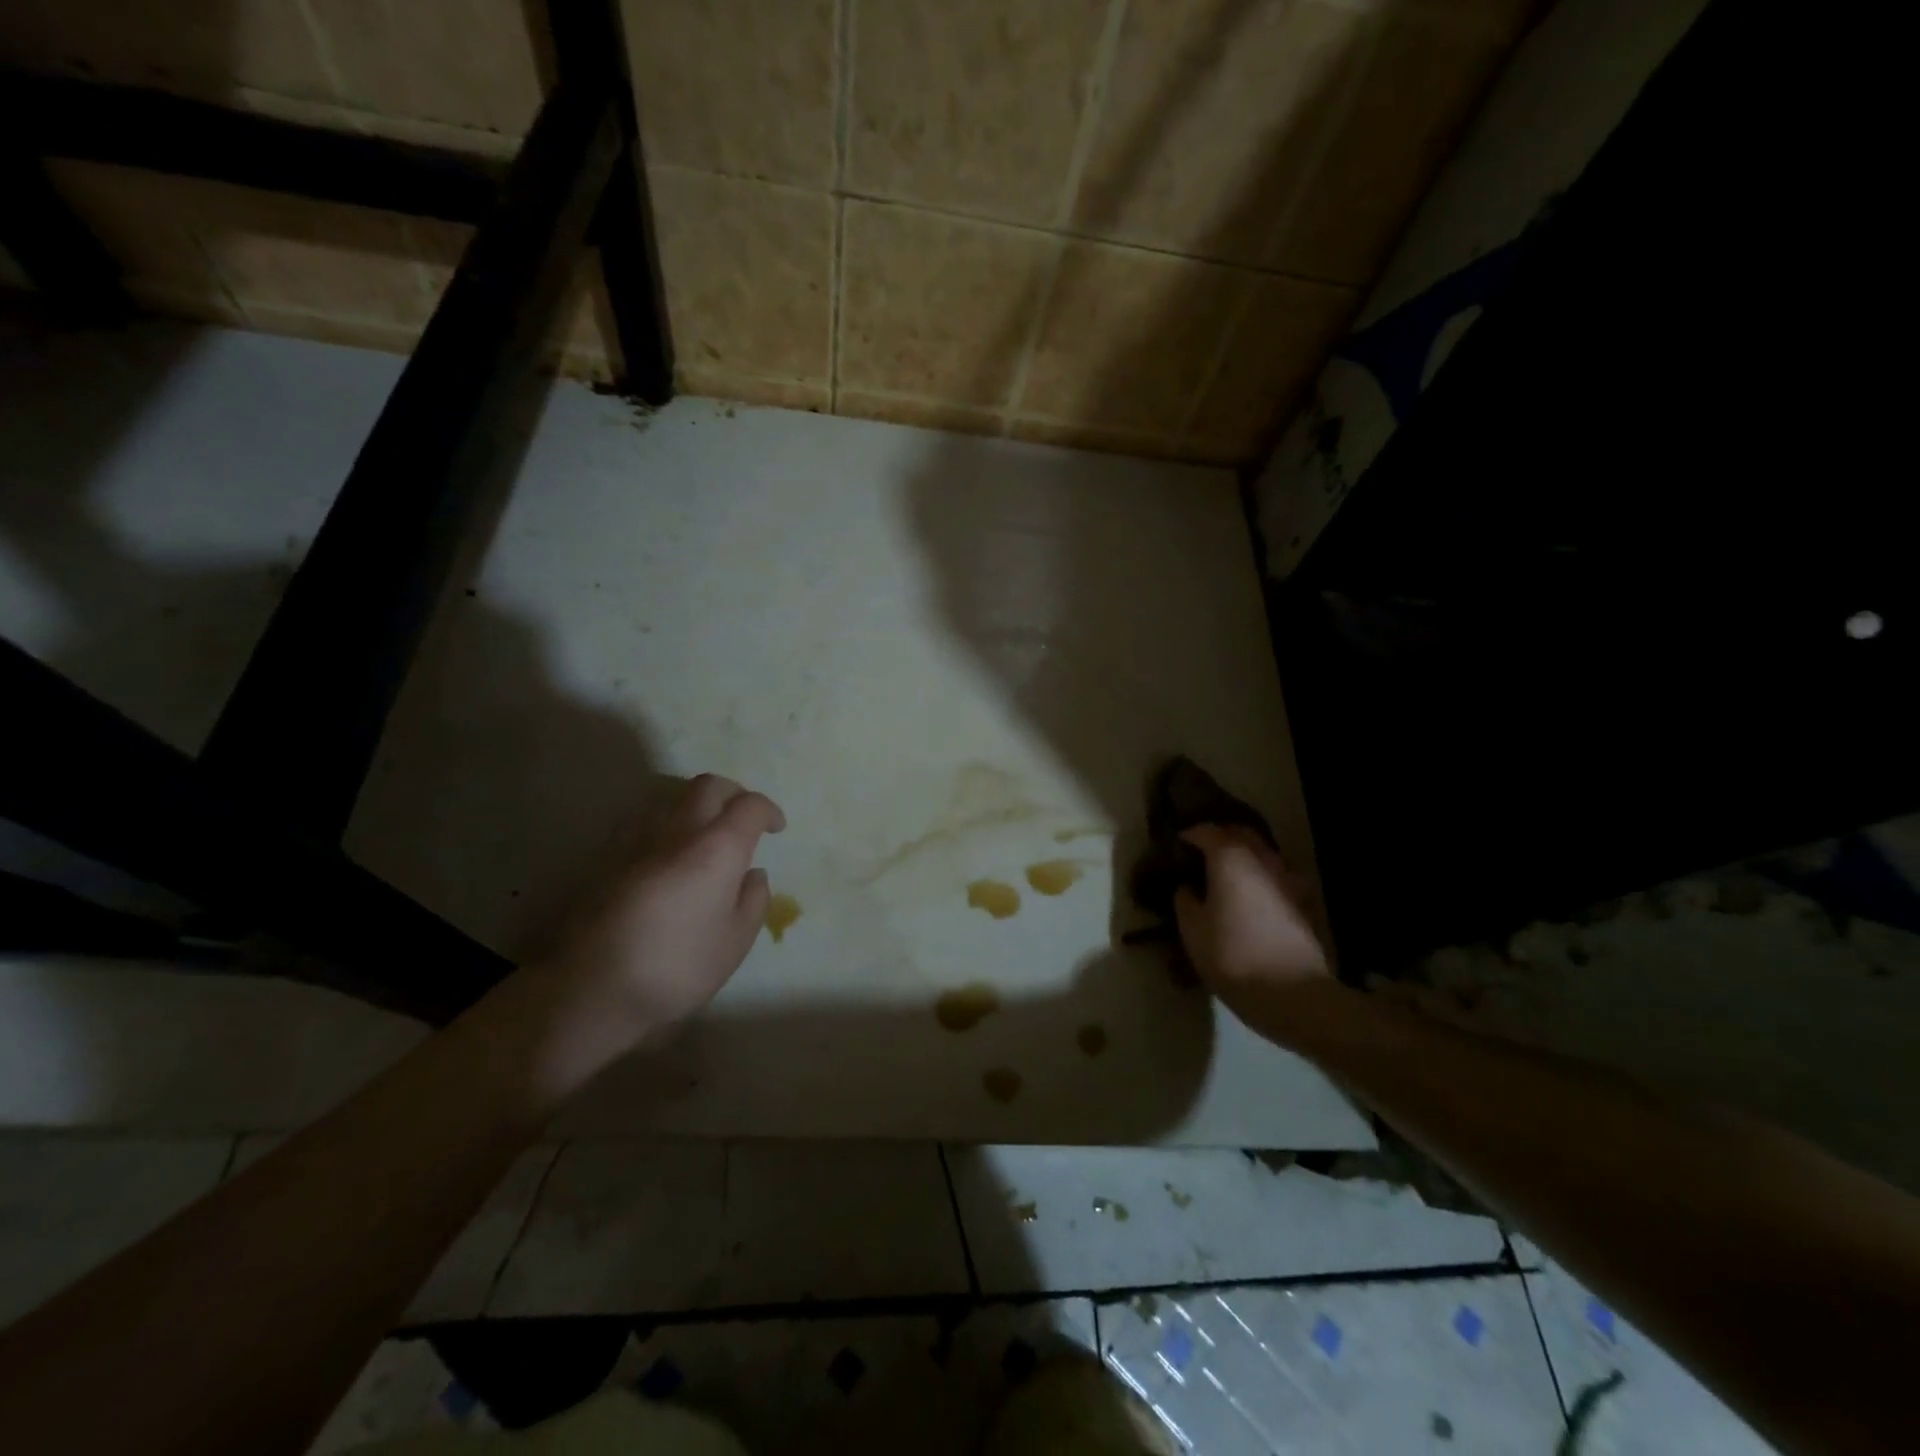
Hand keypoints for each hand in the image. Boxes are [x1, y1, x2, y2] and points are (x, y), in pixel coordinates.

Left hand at [536, 773, 785, 1059]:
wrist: (591, 988)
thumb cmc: (676, 968)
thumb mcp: (735, 943)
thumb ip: (753, 901)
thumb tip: (752, 875)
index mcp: (717, 849)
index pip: (750, 806)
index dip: (768, 811)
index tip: (776, 828)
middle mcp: (678, 831)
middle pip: (708, 785)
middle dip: (733, 793)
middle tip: (741, 817)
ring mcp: (636, 839)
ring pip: (670, 795)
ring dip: (693, 804)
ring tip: (700, 831)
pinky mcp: (604, 855)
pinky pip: (640, 819)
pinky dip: (661, 823)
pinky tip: (660, 851)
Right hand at [1174, 825, 1331, 1023]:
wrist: (1294, 993)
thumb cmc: (1233, 956)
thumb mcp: (1192, 931)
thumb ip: (1185, 900)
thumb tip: (1188, 887)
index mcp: (1230, 859)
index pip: (1206, 831)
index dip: (1188, 834)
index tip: (1175, 845)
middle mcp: (1262, 859)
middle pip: (1240, 833)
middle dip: (1219, 836)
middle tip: (1199, 851)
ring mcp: (1286, 878)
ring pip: (1261, 852)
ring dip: (1242, 854)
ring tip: (1223, 872)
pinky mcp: (1301, 901)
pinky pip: (1275, 874)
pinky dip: (1259, 875)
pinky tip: (1250, 893)